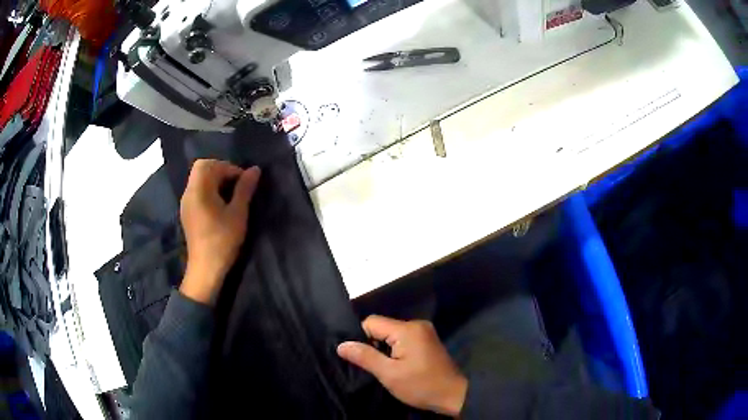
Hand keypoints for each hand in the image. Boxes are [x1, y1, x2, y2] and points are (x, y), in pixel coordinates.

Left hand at [179, 159, 260, 304]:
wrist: (205, 269)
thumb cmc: (222, 240)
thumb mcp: (238, 214)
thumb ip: (245, 189)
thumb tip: (255, 170)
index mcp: (199, 190)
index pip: (210, 165)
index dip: (228, 167)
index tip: (243, 181)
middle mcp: (189, 193)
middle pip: (202, 169)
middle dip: (220, 171)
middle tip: (236, 184)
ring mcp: (186, 203)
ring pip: (199, 180)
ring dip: (215, 181)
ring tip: (231, 195)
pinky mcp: (187, 213)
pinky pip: (197, 192)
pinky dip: (209, 191)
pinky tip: (220, 205)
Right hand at [337, 315, 467, 416]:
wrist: (453, 395)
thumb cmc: (421, 385)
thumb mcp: (389, 374)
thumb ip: (365, 357)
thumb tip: (342, 345)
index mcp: (407, 329)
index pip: (372, 322)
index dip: (361, 338)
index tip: (360, 357)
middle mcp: (416, 325)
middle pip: (382, 327)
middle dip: (373, 345)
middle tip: (371, 366)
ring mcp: (424, 332)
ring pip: (391, 334)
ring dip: (384, 349)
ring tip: (383, 368)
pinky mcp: (427, 341)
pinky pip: (403, 339)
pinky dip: (395, 350)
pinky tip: (396, 366)